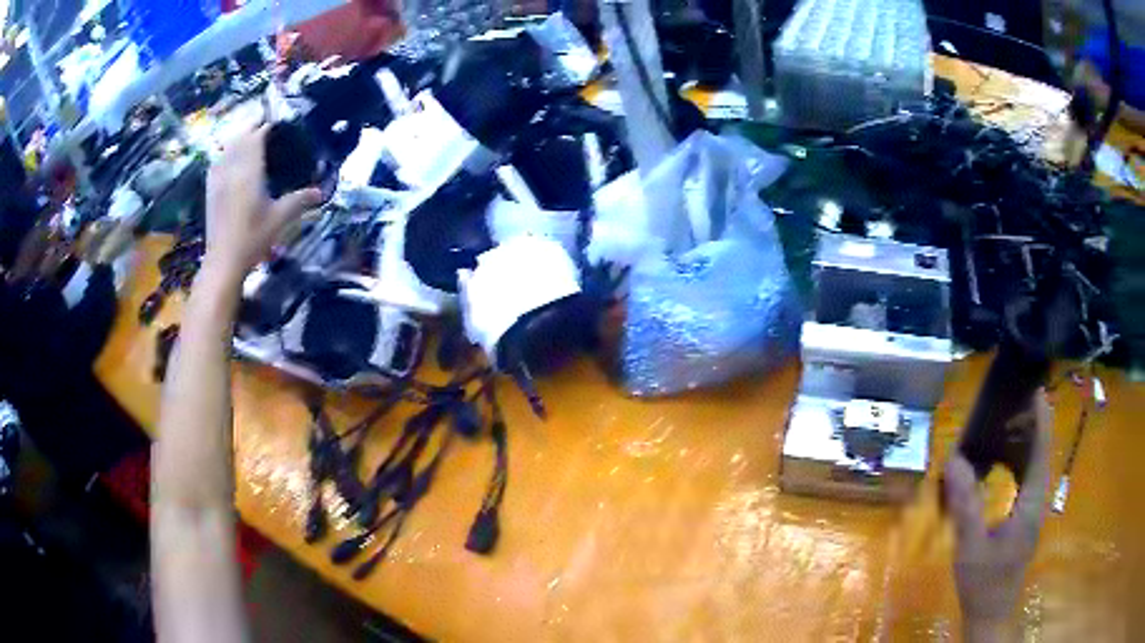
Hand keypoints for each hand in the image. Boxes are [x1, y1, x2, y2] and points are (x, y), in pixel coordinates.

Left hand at [202, 123, 321, 281]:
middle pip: (240, 137)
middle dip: (251, 126)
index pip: (257, 137)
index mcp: (250, 171)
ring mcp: (219, 179)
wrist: (224, 260)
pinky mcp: (211, 191)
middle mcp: (232, 169)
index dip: (266, 126)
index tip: (277, 122)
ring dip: (237, 137)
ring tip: (247, 135)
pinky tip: (226, 156)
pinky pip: (216, 162)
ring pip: (226, 147)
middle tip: (263, 122)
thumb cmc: (253, 238)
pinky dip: (224, 152)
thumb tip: (321, 192)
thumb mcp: (280, 219)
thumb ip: (299, 200)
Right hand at [945, 392, 1052, 640]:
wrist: (991, 615)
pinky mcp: (1026, 519)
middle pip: (1042, 452)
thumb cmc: (983, 582)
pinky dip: (1021, 460)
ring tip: (1012, 418)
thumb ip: (966, 505)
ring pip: (1037, 465)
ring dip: (1028, 439)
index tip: (1034, 388)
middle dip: (1034, 422)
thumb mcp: (971, 547)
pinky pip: (1028, 479)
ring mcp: (1033, 511)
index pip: (1041, 451)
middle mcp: (1038, 500)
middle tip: (1016, 398)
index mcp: (1031, 503)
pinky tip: (1007, 460)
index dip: (1040, 418)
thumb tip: (954, 460)